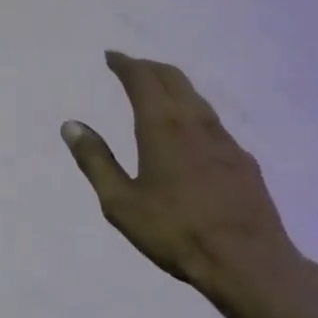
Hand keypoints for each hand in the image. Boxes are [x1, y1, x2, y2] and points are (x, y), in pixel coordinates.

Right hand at [61, 51, 295, 291]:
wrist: (246, 260)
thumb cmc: (175, 232)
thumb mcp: (121, 203)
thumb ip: (96, 161)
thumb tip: (71, 126)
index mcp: (162, 127)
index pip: (142, 79)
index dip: (125, 64)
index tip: (112, 56)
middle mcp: (196, 122)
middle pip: (174, 79)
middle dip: (150, 67)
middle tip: (132, 67)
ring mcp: (226, 140)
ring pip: (197, 98)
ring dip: (174, 87)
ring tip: (158, 93)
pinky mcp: (244, 160)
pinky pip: (213, 122)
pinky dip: (193, 113)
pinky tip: (191, 134)